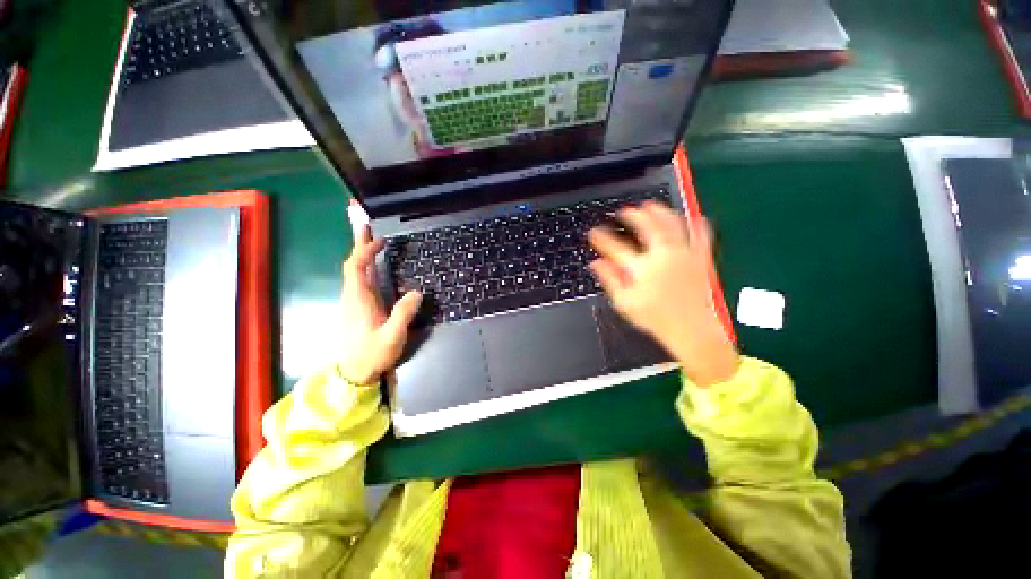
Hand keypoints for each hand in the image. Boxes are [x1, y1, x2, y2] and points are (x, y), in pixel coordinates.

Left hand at [338, 226, 421, 384]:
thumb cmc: (372, 355)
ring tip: (373, 241)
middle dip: (359, 245)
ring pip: (355, 273)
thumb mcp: (392, 337)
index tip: (381, 241)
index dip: (365, 251)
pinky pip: (359, 281)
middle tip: (366, 226)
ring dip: (362, 255)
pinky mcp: (357, 308)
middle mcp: (352, 297)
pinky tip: (374, 267)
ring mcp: (353, 302)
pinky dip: (365, 267)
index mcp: (358, 300)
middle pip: (352, 265)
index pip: (356, 267)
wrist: (354, 373)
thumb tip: (417, 292)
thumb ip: (403, 314)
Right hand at [588, 201, 738, 386]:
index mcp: (641, 269)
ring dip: (659, 211)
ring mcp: (684, 254)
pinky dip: (695, 222)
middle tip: (623, 211)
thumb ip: (610, 280)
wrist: (692, 331)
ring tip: (650, 206)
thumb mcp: (625, 303)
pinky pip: (701, 233)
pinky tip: (690, 216)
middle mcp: (662, 256)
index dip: (601, 238)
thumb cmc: (655, 319)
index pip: (615, 247)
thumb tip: (596, 263)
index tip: (593, 233)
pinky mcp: (701, 258)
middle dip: (632, 215)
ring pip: (672, 224)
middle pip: (646, 226)